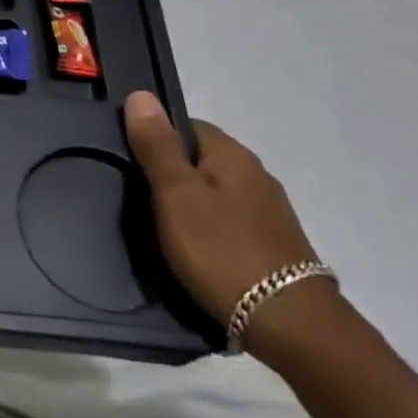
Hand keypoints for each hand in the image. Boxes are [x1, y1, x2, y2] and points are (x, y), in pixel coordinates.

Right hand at [123, 91, 323, 332]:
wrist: (289, 323)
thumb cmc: (221, 250)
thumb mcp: (175, 194)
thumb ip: (156, 146)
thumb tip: (140, 94)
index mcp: (233, 155)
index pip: (185, 126)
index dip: (154, 138)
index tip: (128, 163)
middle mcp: (256, 175)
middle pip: (200, 159)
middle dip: (169, 173)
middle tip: (136, 198)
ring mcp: (269, 211)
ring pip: (215, 192)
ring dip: (189, 203)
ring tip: (160, 227)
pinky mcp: (273, 244)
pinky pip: (228, 221)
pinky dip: (208, 228)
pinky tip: (194, 250)